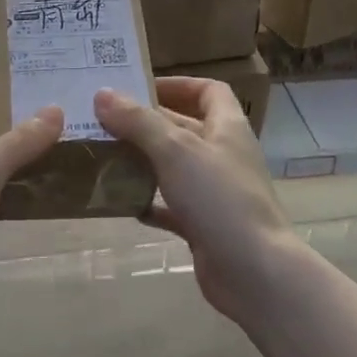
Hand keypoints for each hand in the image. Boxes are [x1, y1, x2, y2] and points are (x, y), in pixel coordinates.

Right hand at [95, 78, 302, 327]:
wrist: (254, 272)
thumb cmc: (219, 198)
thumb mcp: (175, 150)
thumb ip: (138, 121)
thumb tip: (102, 93)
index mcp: (227, 128)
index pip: (209, 91)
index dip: (178, 85)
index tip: (140, 88)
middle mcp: (223, 156)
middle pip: (185, 128)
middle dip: (147, 123)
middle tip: (105, 121)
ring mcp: (215, 193)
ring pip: (175, 168)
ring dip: (144, 161)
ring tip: (105, 156)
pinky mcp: (205, 226)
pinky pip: (172, 207)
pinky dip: (149, 203)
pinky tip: (123, 203)